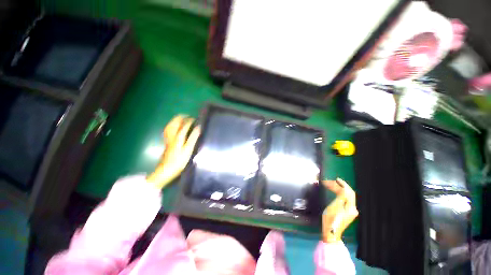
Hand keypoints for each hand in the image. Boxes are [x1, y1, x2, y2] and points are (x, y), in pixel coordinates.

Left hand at [147, 115, 200, 188]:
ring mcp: (168, 140)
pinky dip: (171, 126)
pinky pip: (168, 131)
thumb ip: (193, 138)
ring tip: (181, 119)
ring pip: (169, 126)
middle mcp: (172, 136)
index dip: (190, 121)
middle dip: (180, 118)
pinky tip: (174, 128)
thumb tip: (198, 128)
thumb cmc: (179, 161)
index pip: (184, 125)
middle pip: (174, 123)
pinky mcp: (167, 143)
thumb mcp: (188, 150)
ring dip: (175, 121)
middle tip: (187, 116)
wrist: (165, 171)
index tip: (195, 119)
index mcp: (178, 137)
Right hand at [321, 178, 357, 242]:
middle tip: (331, 181)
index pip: (349, 193)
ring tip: (330, 185)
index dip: (344, 185)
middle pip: (348, 194)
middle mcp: (353, 208)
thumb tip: (344, 188)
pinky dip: (339, 194)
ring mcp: (350, 211)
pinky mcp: (347, 212)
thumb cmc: (331, 219)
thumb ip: (341, 197)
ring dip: (339, 190)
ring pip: (346, 196)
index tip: (337, 179)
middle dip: (340, 186)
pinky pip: (344, 200)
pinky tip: (334, 192)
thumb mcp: (334, 206)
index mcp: (351, 207)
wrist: (331, 232)